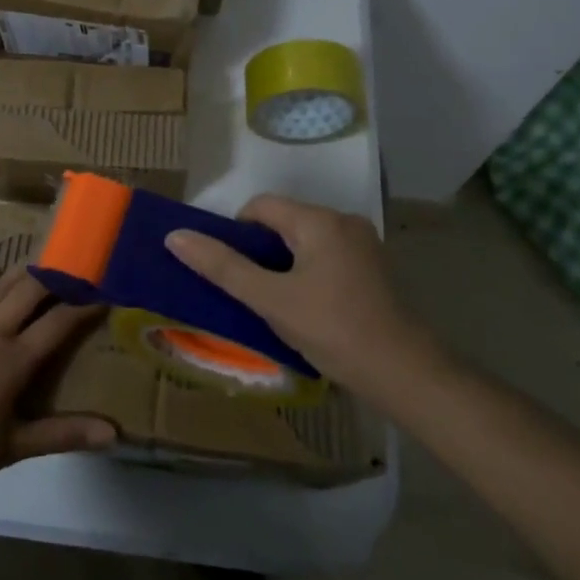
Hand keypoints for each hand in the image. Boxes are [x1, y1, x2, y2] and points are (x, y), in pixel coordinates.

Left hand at [0, 266, 115, 491]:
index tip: (104, 296)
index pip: (57, 324)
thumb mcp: (14, 447)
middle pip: (28, 292)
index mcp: (13, 361)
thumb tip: (112, 432)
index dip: (83, 308)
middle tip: (74, 272)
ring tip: (41, 263)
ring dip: (21, 273)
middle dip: (54, 278)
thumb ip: (63, 435)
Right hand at [165, 195, 443, 389]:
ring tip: (273, 303)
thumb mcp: (270, 300)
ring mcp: (363, 244)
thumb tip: (175, 236)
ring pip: (304, 242)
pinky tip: (305, 308)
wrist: (403, 374)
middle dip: (260, 252)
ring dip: (282, 265)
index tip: (230, 271)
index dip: (236, 233)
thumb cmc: (332, 330)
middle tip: (248, 291)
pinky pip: (325, 257)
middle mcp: (344, 221)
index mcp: (319, 220)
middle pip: (283, 221)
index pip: (260, 206)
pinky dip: (306, 273)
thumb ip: (222, 267)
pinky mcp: (373, 268)